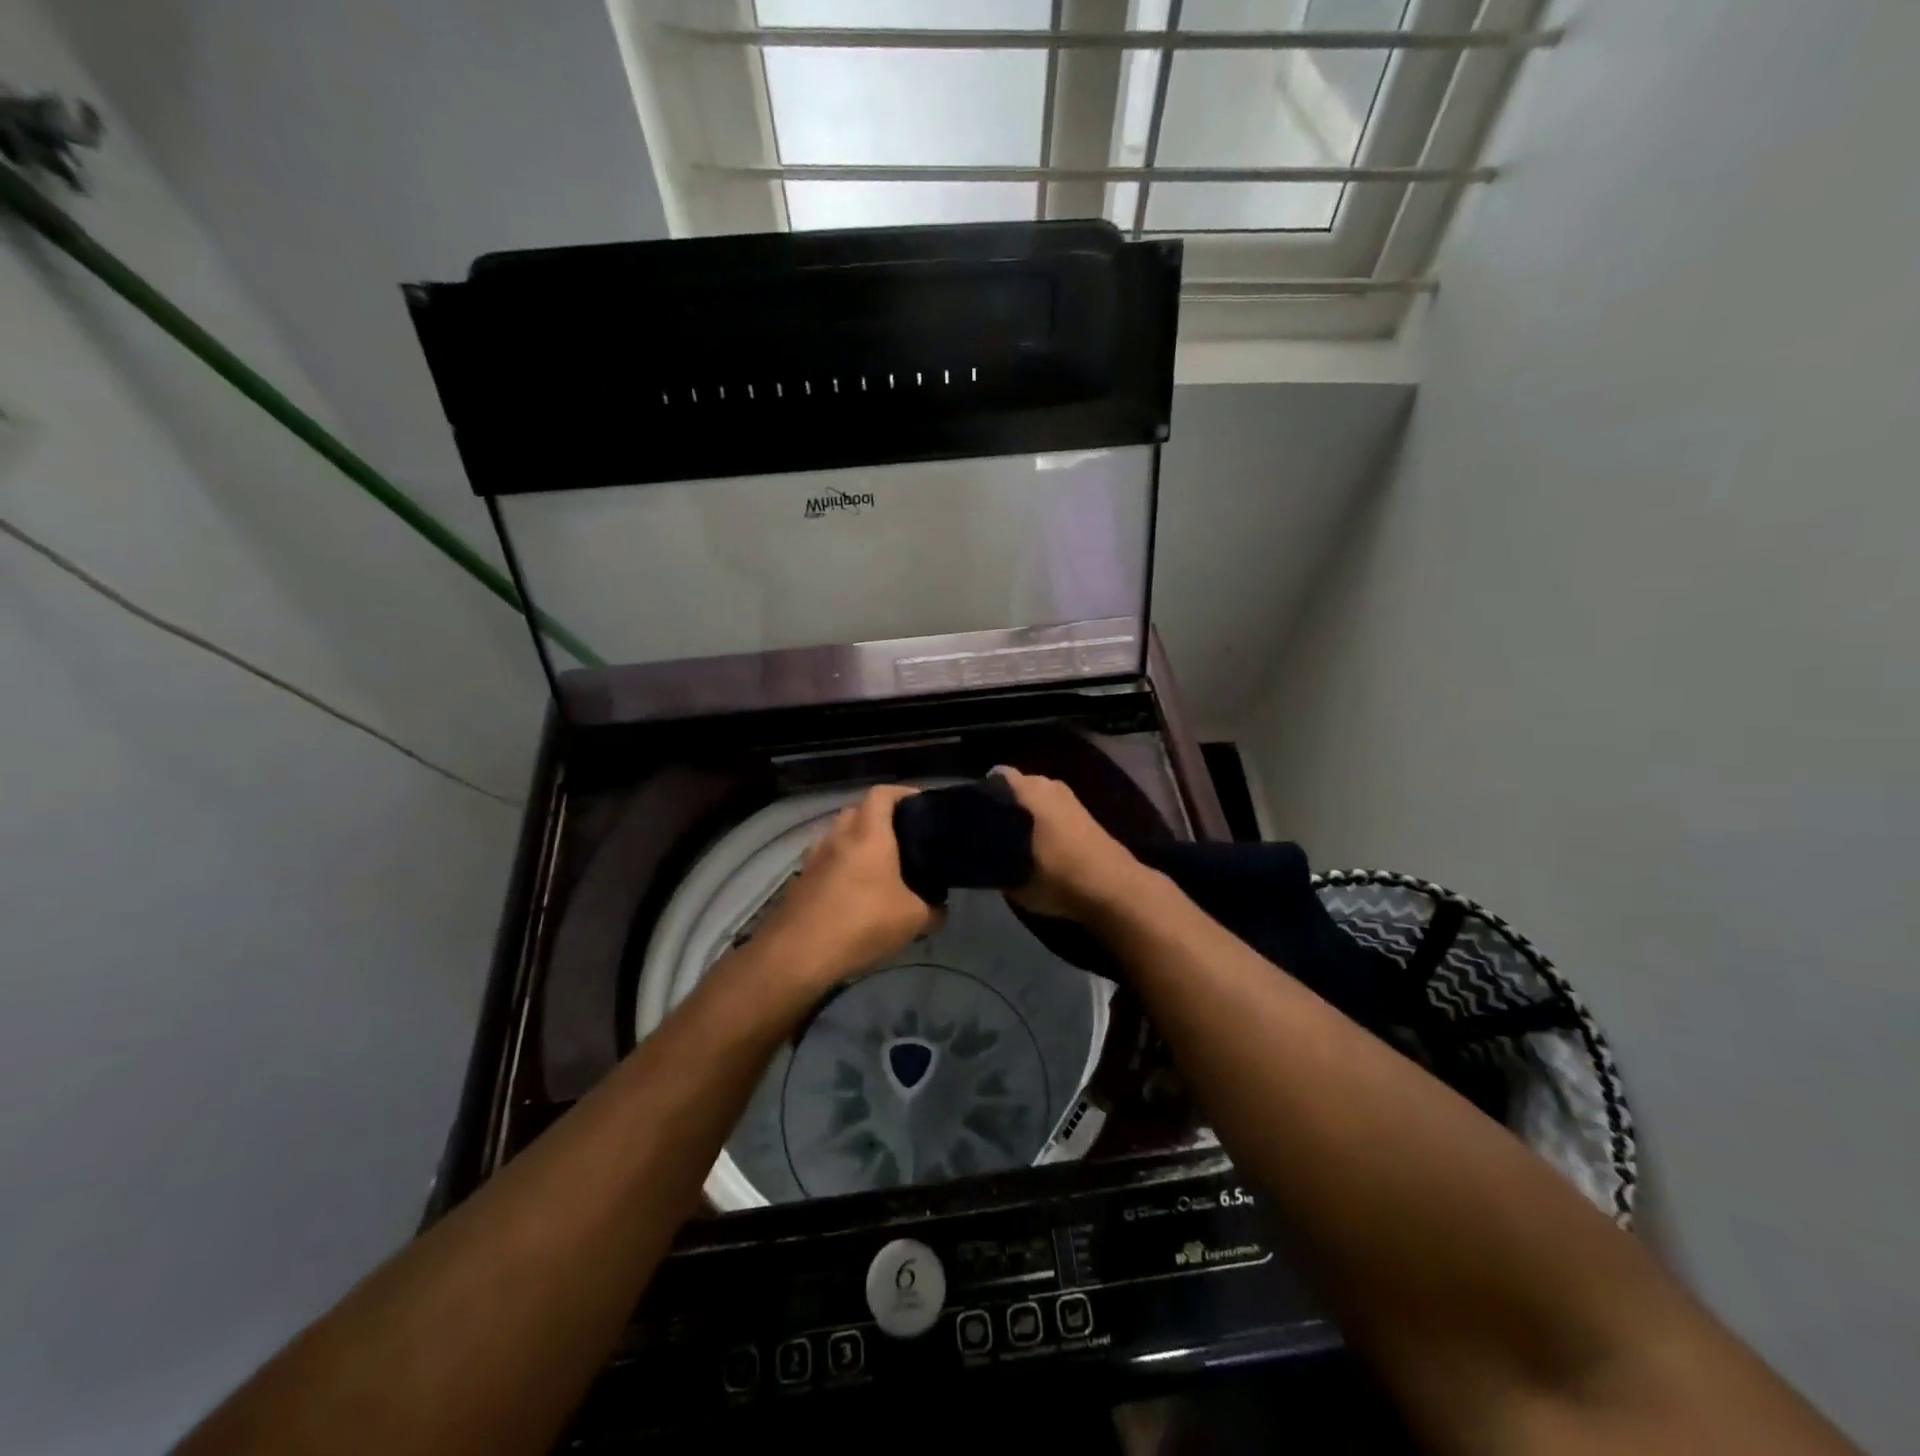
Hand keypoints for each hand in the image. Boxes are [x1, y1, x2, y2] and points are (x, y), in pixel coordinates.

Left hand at [749, 785, 940, 990]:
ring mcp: (814, 858)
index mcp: (868, 834)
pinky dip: (841, 867)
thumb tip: (939, 909)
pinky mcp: (800, 881)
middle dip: (881, 819)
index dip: (903, 793)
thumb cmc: (862, 924)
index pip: (883, 793)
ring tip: (880, 868)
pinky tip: (854, 893)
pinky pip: (826, 862)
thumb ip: (933, 910)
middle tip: (904, 839)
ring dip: (857, 844)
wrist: (797, 955)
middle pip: (858, 811)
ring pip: (839, 837)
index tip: (922, 804)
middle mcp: (838, 836)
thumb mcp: (913, 920)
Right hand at [992, 766, 1156, 922]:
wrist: (1112, 888)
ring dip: (1026, 814)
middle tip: (989, 832)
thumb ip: (991, 858)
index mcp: (1026, 789)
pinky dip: (1044, 822)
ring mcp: (1070, 797)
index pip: (994, 777)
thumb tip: (980, 852)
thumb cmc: (1055, 876)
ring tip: (1013, 840)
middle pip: (1016, 787)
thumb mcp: (1010, 877)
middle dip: (1004, 804)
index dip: (981, 795)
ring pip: (1036, 799)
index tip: (971, 817)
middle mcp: (1047, 783)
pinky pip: (1053, 810)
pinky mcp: (1085, 813)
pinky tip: (1039, 845)